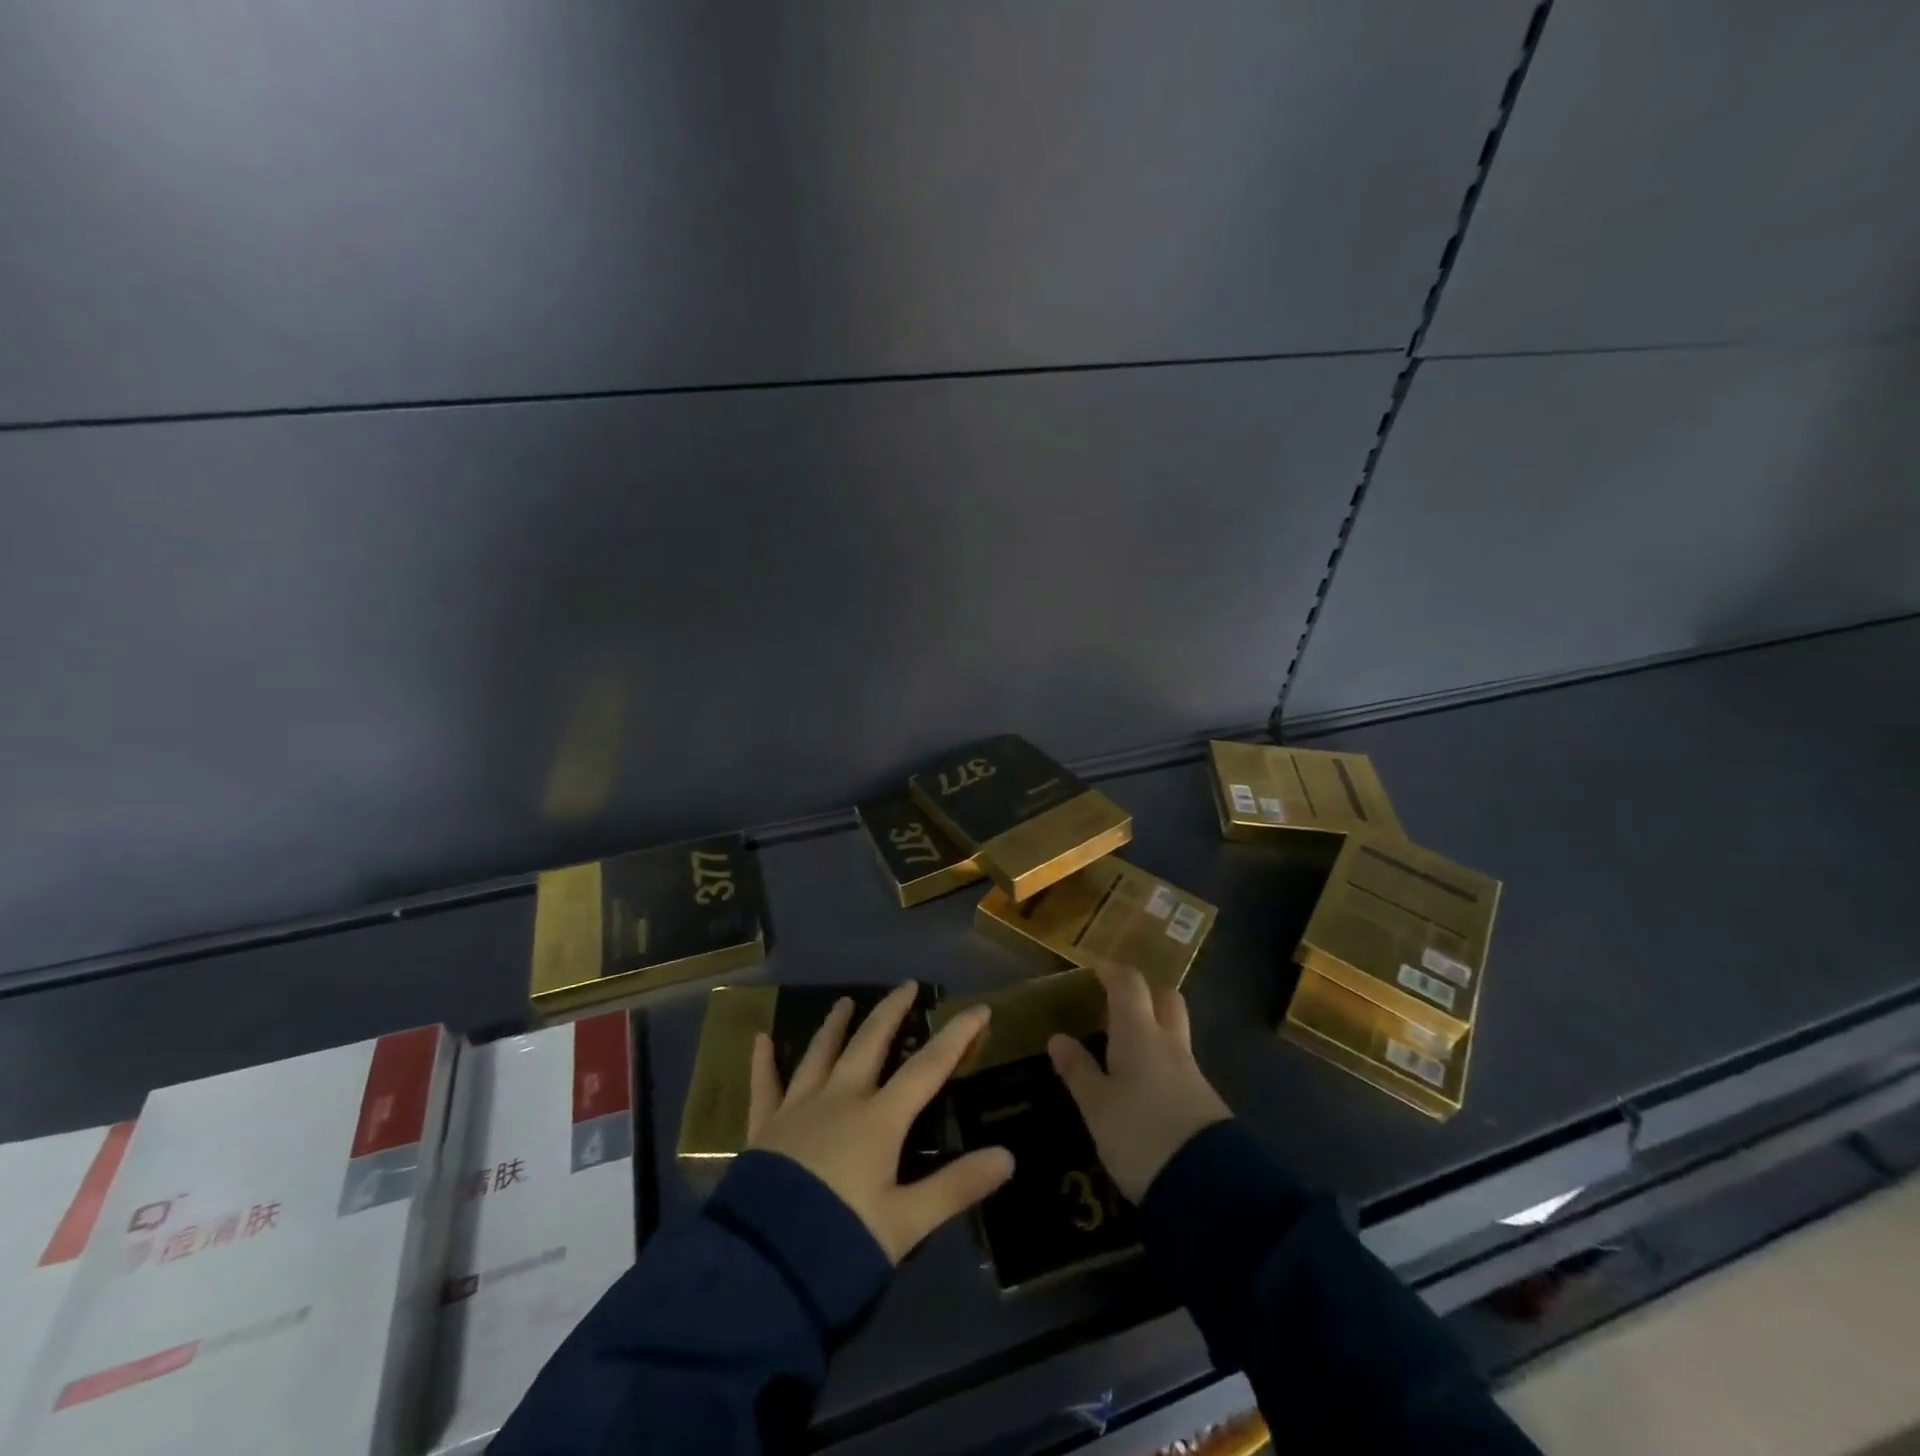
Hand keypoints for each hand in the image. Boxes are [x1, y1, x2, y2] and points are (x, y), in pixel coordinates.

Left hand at [747, 981, 1014, 1262]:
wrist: (763, 1269)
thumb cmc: (842, 1243)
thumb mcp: (907, 1223)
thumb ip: (957, 1186)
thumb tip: (1008, 1156)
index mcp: (879, 1119)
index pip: (928, 1067)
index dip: (957, 1036)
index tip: (978, 1009)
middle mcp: (840, 1099)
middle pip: (870, 1042)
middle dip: (891, 1011)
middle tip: (906, 986)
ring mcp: (798, 1108)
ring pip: (820, 1053)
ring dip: (835, 1025)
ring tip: (845, 1001)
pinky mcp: (765, 1128)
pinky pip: (765, 1085)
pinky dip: (763, 1061)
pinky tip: (760, 1039)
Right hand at [1048, 965, 1231, 1203]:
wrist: (1209, 1187)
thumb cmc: (1140, 1135)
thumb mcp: (1097, 1107)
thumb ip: (1078, 1071)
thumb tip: (1058, 1037)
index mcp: (1140, 1033)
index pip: (1130, 984)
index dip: (1112, 972)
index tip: (1095, 971)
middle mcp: (1169, 1043)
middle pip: (1165, 999)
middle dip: (1145, 994)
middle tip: (1117, 1006)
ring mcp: (1192, 1072)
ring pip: (1174, 1032)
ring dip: (1154, 1029)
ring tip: (1124, 1048)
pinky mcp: (1204, 1101)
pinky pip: (1179, 1064)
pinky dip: (1161, 1061)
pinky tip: (1145, 1085)